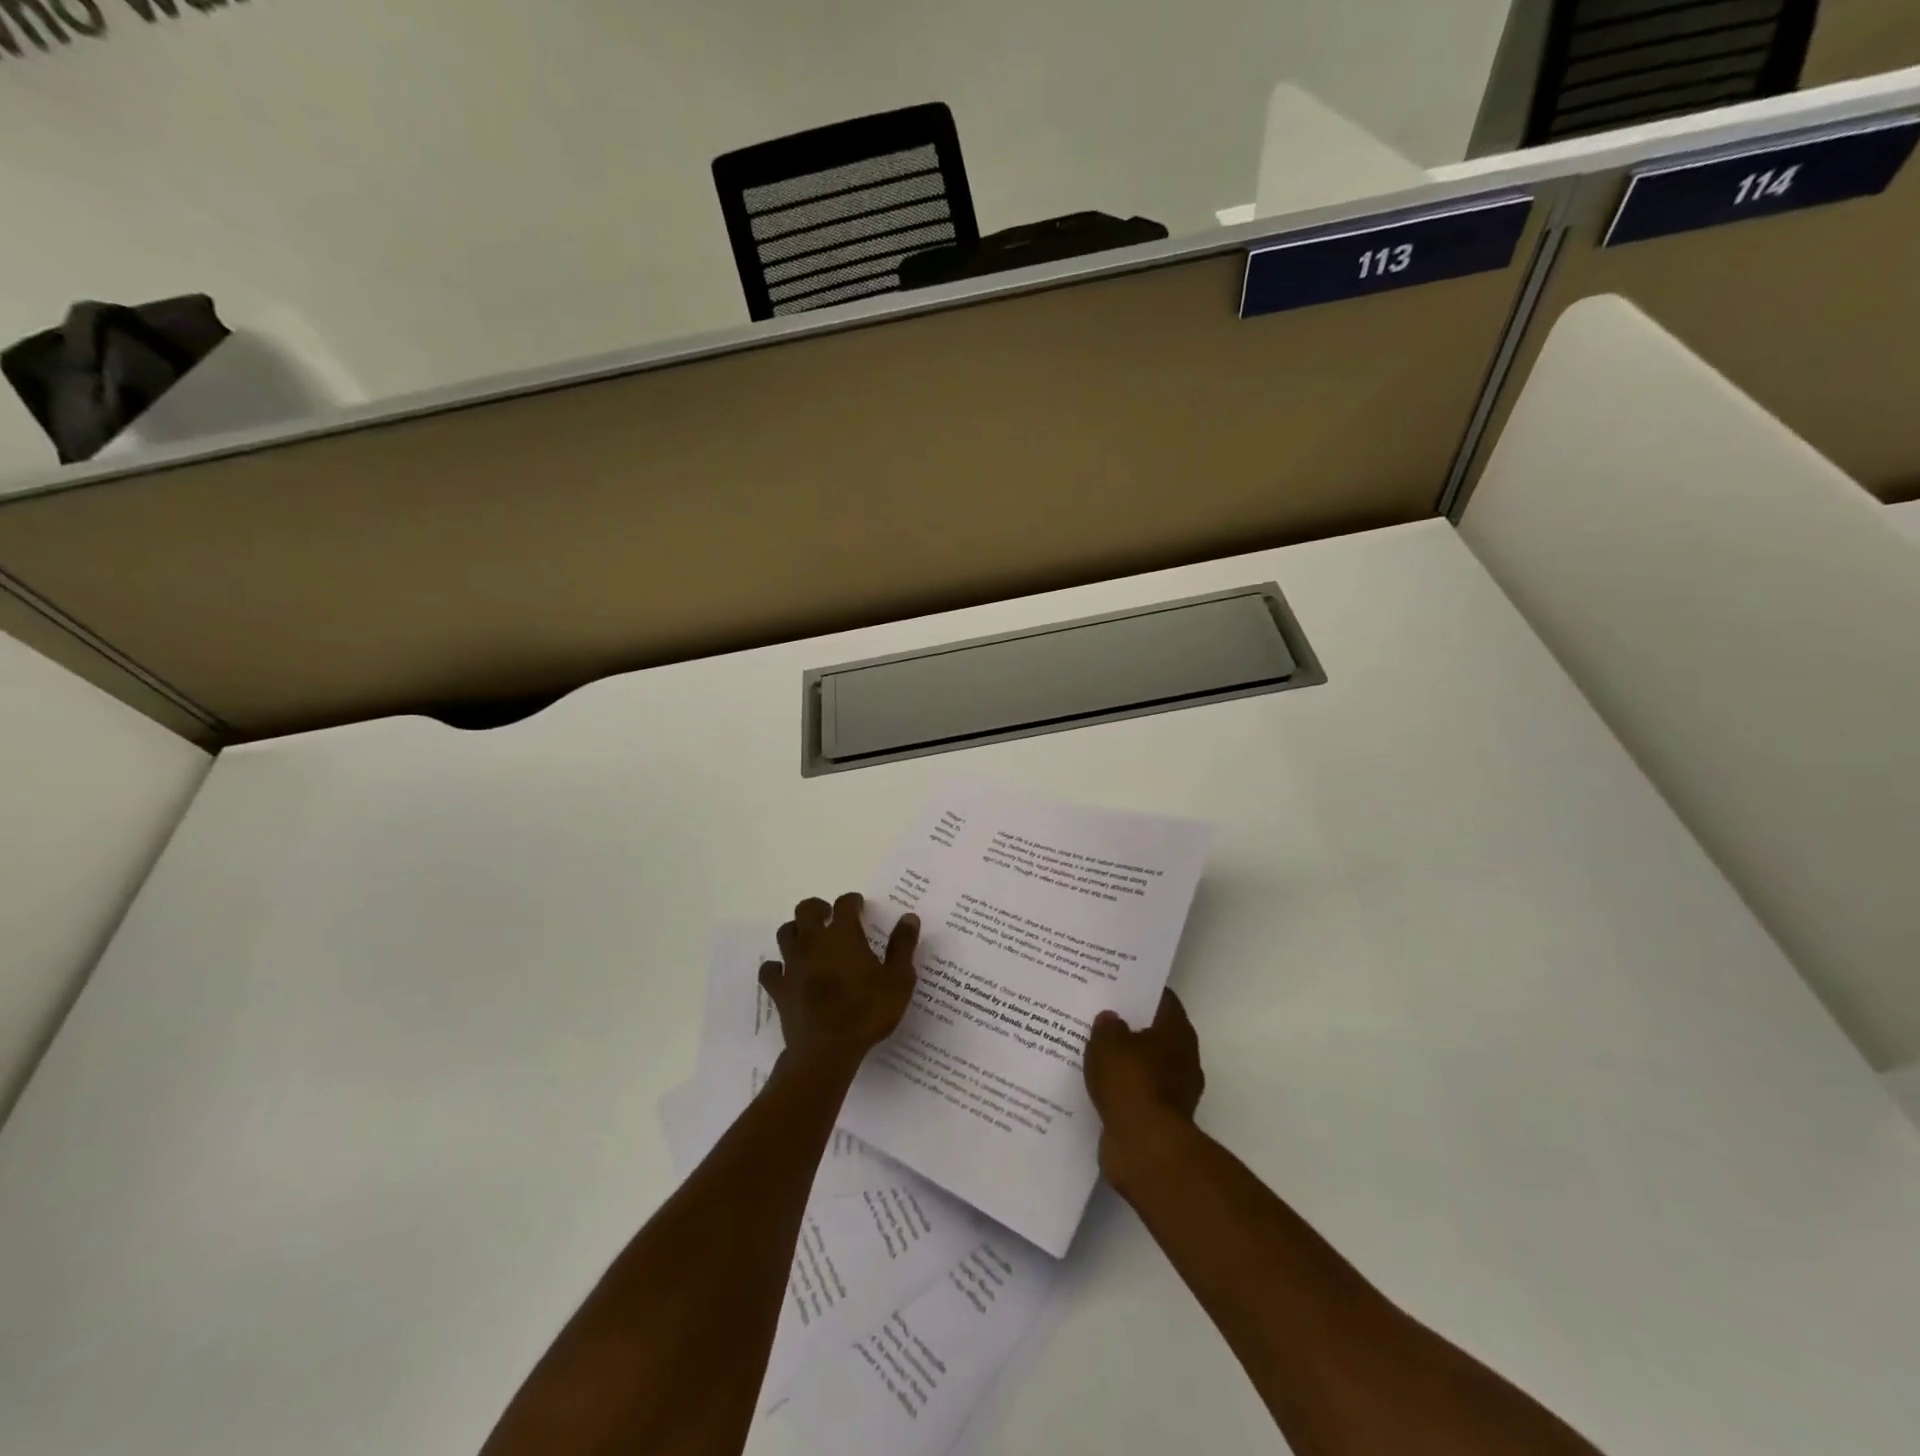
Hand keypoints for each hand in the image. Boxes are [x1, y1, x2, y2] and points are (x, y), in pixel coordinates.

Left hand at [760, 892, 918, 1078]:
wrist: (826, 1050)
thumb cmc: (867, 1012)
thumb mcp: (898, 979)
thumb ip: (903, 946)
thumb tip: (909, 917)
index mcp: (843, 935)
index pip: (845, 904)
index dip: (852, 901)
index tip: (859, 905)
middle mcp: (813, 942)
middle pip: (806, 909)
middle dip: (818, 908)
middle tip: (829, 916)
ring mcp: (792, 964)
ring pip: (785, 933)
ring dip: (797, 931)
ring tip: (809, 940)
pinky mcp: (778, 988)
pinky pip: (770, 969)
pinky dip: (776, 966)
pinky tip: (787, 971)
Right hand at [1084, 989, 1204, 1188]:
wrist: (1144, 1146)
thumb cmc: (1131, 1082)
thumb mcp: (1108, 1042)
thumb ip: (1107, 1025)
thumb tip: (1111, 1018)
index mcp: (1177, 1032)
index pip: (1162, 1000)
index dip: (1141, 991)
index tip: (1117, 985)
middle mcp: (1183, 1058)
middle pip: (1154, 1033)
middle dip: (1130, 1026)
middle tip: (1100, 1015)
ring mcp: (1175, 1091)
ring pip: (1145, 1065)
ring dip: (1125, 1061)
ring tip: (1093, 1050)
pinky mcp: (1160, 1118)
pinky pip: (1137, 1093)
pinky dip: (1122, 1089)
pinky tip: (1096, 1083)